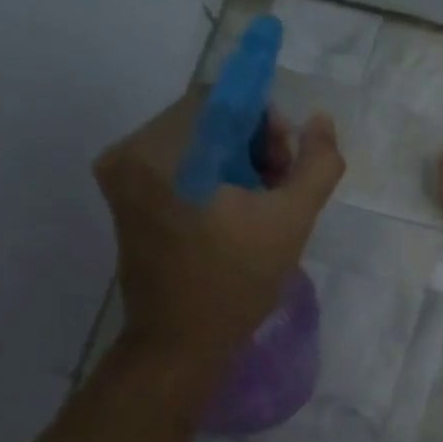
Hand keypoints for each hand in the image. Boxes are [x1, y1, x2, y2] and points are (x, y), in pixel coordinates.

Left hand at [94, 94, 342, 368]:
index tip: (287, 162)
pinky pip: (179, 164)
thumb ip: (317, 165)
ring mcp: (121, 175)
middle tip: (279, 187)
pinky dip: (213, 177)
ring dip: (236, 161)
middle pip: (207, 118)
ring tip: (260, 204)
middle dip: (253, 144)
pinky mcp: (125, 197)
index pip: (222, 99)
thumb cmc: (237, 282)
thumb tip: (321, 121)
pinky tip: (235, 213)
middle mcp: (130, 152)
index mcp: (163, 152)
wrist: (182, 342)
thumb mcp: (292, 220)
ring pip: (195, 140)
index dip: (266, 122)